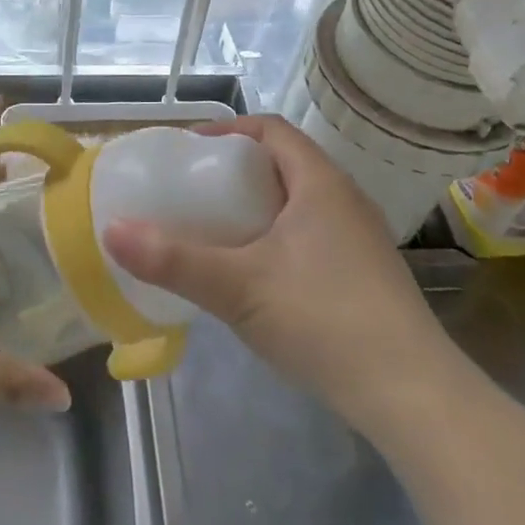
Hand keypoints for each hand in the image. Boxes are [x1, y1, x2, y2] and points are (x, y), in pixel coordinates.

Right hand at [104, 115, 454, 425]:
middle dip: (237, 170)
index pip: (272, 130)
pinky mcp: (366, 275)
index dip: (229, 130)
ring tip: (218, 230)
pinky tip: (257, 274)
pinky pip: (312, 234)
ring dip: (258, 206)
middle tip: (194, 191)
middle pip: (285, 164)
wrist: (411, 395)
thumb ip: (173, 260)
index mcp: (320, 184)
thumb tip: (112, 230)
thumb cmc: (323, 320)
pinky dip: (278, 237)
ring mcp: (360, 239)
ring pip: (300, 202)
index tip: (189, 150)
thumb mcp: (238, 287)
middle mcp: (345, 200)